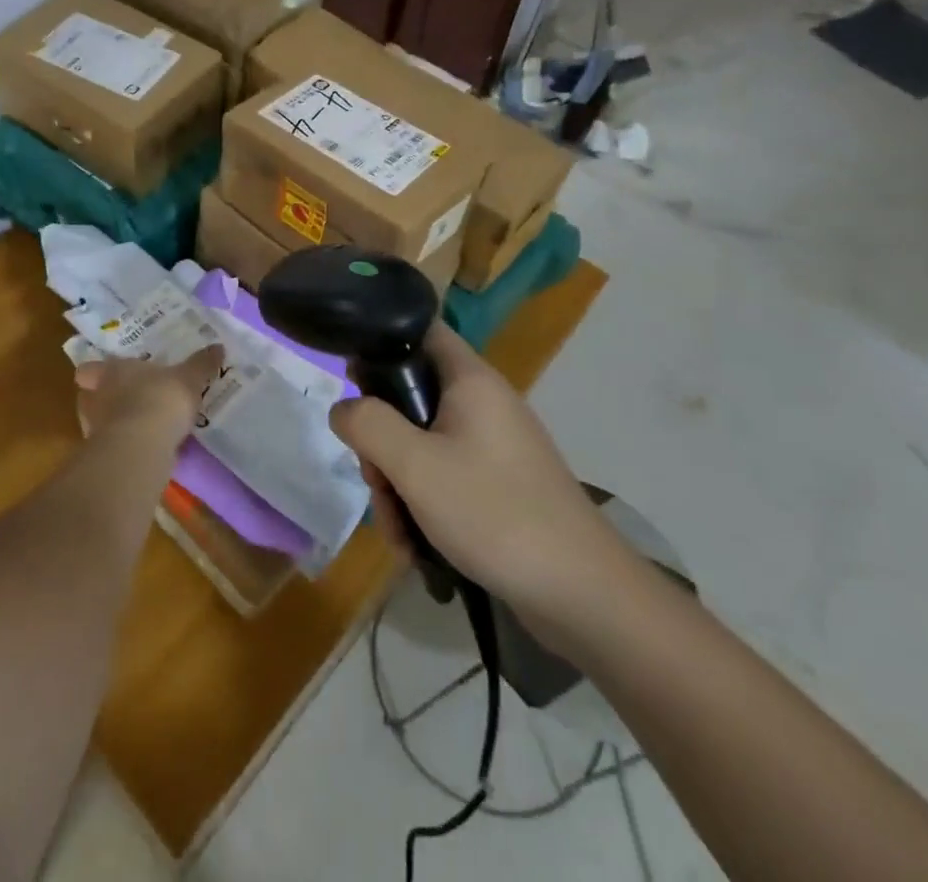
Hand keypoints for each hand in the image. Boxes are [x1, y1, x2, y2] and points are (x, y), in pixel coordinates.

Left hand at [73, 344, 222, 444]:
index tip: (108, 374)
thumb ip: (201, 364)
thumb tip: (218, 347)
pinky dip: (125, 447)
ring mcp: (95, 429)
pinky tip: (145, 449)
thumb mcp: (188, 378)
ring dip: (115, 424)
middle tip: (128, 399)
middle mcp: (95, 397)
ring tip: (140, 427)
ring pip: (99, 423)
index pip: (88, 369)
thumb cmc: (160, 399)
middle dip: (105, 399)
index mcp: (110, 371)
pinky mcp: (104, 457)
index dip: (95, 372)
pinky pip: (113, 447)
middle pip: (89, 396)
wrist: (142, 447)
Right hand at [329, 323, 633, 630]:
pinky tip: (417, 545)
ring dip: (399, 483)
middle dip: (382, 442)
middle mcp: (483, 403)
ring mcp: (494, 446)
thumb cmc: (494, 513)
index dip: (380, 342)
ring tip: (398, 532)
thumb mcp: (415, 466)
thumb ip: (367, 425)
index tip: (351, 379)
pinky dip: (424, 504)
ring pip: (423, 444)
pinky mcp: (501, 484)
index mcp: (470, 381)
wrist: (584, 596)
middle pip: (411, 398)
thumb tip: (343, 407)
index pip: (420, 330)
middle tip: (377, 482)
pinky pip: (445, 477)